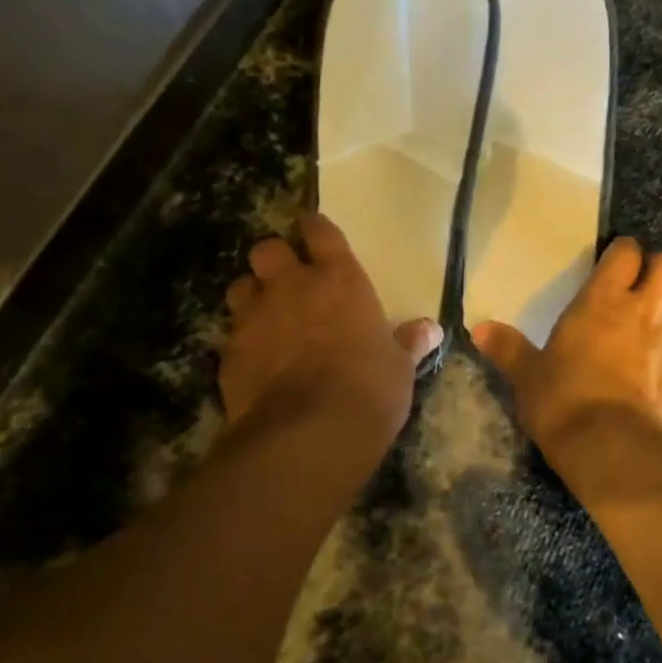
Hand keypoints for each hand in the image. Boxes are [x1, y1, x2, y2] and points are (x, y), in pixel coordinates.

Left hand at [220, 212, 441, 441]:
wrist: (309, 435)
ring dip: (252, 296)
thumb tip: (431, 330)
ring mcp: (256, 318)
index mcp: (339, 279)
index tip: (312, 229)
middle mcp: (292, 287)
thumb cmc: (369, 389)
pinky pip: (232, 334)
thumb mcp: (399, 367)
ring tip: (266, 316)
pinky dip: (243, 342)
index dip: (314, 227)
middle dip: (274, 259)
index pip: (320, 232)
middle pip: (267, 249)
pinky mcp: (230, 354)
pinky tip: (257, 361)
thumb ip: (408, 342)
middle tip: (286, 278)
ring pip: (241, 287)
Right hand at [472, 238, 661, 453]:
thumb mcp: (527, 377)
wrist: (615, 453)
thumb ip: (508, 348)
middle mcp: (648, 312)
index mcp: (604, 302)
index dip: (625, 254)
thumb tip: (476, 327)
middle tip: (650, 293)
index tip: (619, 265)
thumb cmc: (564, 404)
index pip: (626, 252)